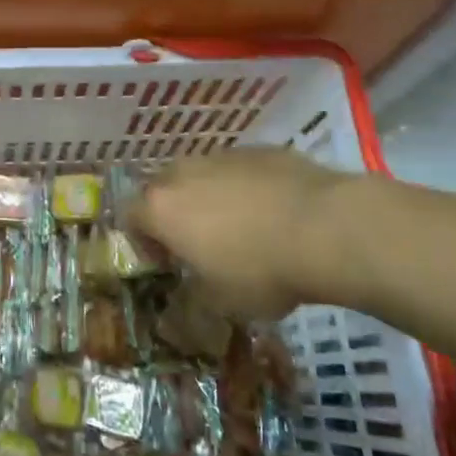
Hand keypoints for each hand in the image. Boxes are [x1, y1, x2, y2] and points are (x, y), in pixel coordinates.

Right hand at [128, 147, 383, 317]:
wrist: (325, 227)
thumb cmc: (260, 270)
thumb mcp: (220, 303)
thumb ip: (192, 300)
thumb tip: (185, 306)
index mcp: (162, 208)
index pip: (130, 217)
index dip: (143, 242)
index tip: (167, 265)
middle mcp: (183, 172)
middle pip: (163, 189)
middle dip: (174, 214)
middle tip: (199, 244)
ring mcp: (222, 156)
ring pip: (202, 175)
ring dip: (208, 198)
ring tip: (240, 228)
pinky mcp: (259, 149)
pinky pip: (238, 169)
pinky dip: (244, 187)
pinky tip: (272, 212)